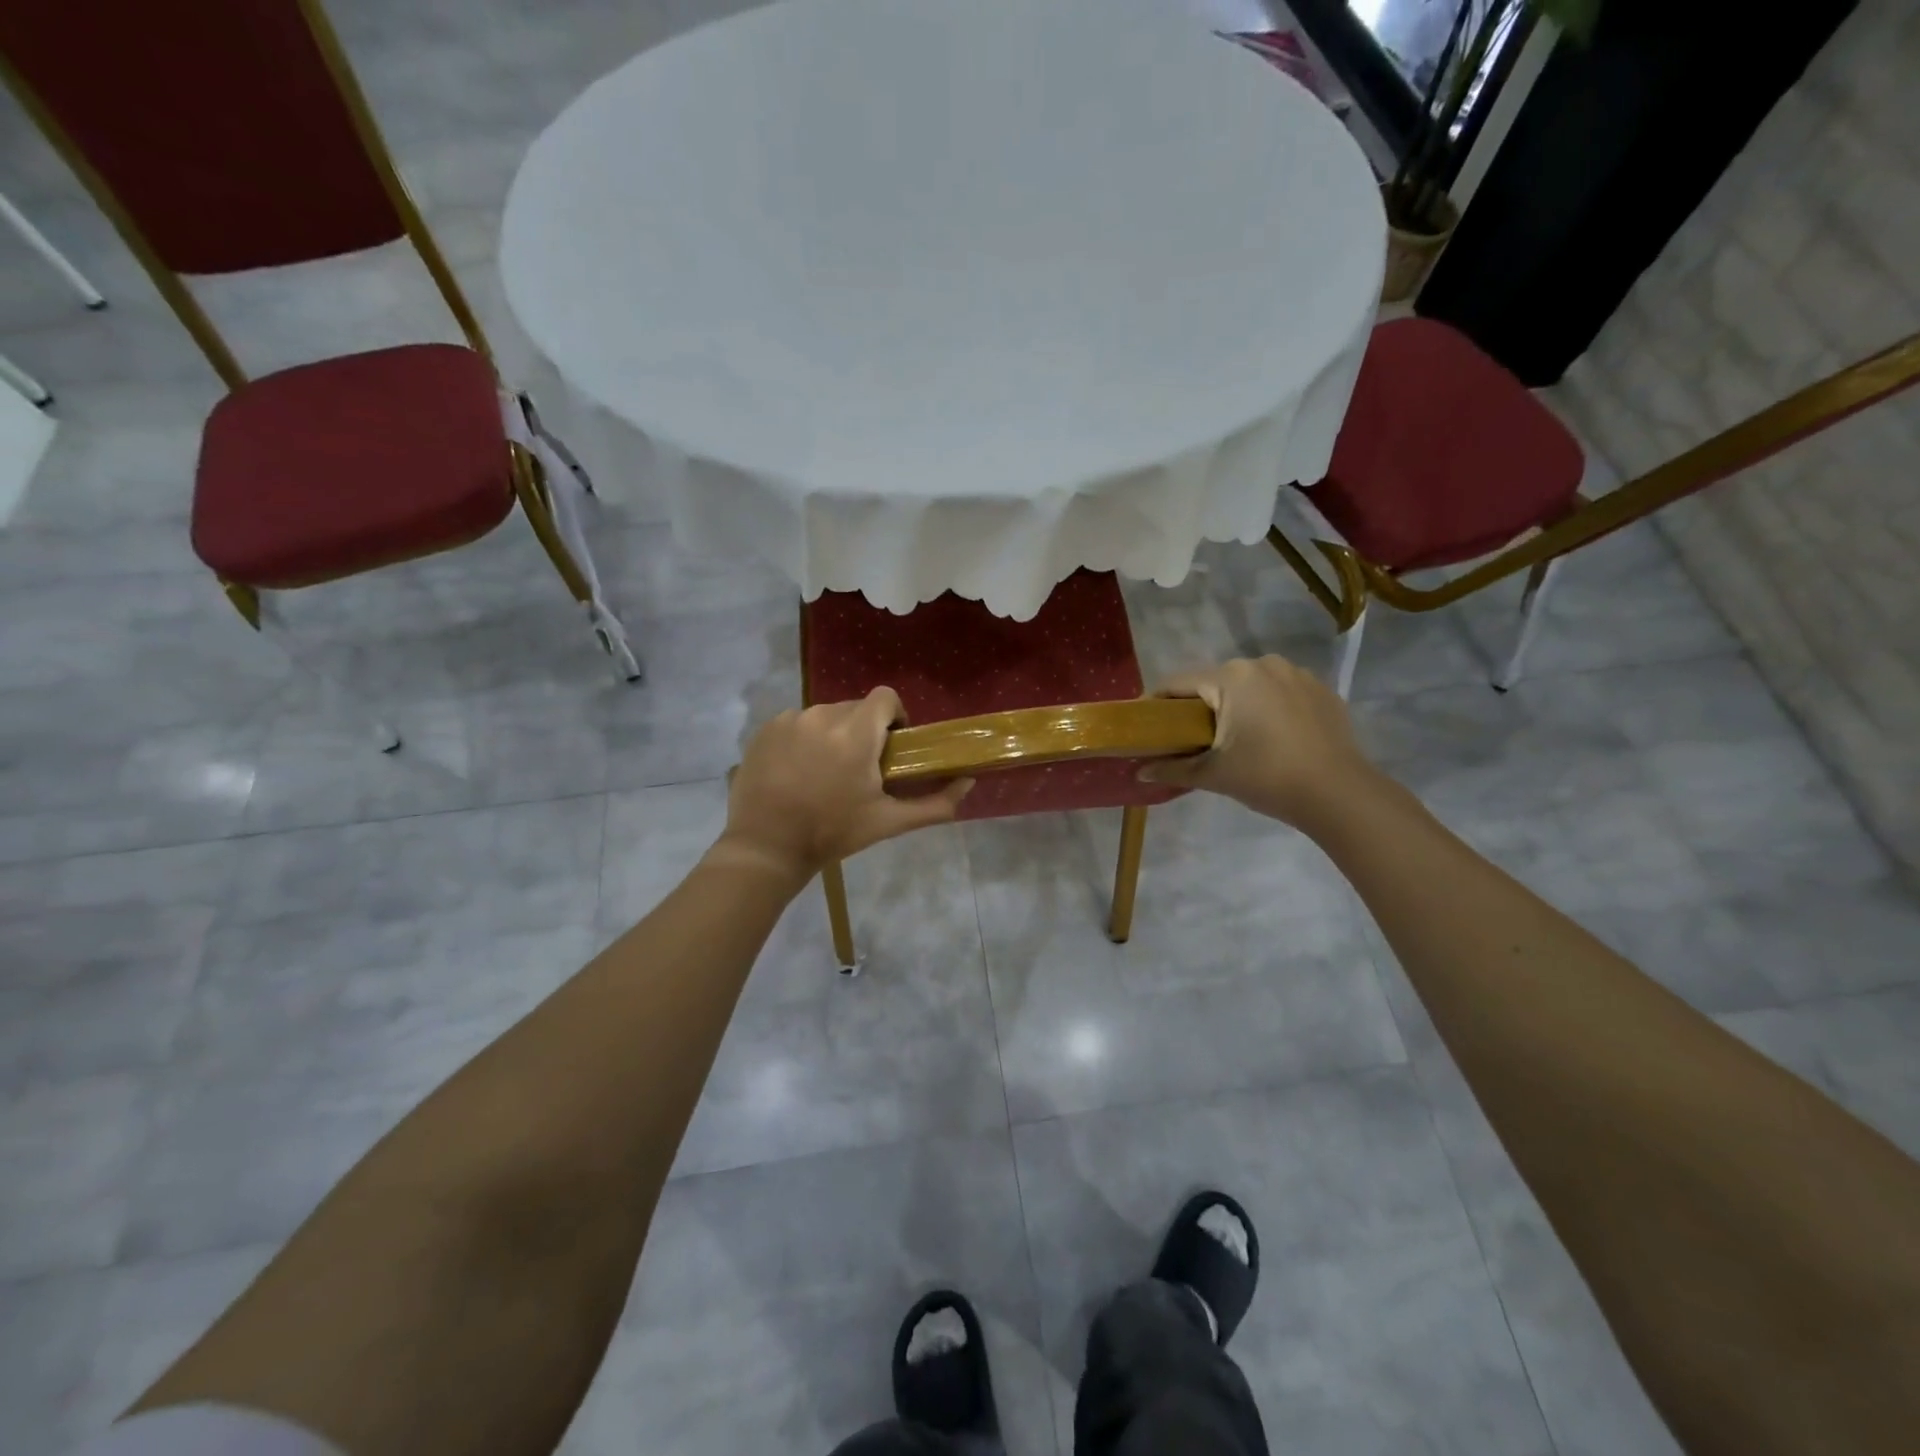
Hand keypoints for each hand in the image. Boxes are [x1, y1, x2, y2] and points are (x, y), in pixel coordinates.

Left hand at [716, 687, 972, 881]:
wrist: (767, 848)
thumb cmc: (833, 833)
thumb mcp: (889, 822)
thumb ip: (935, 803)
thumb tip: (968, 782)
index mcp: (856, 732)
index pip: (886, 697)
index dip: (895, 716)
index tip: (892, 745)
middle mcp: (822, 715)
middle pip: (856, 708)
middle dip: (864, 731)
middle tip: (861, 768)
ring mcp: (790, 720)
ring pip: (825, 715)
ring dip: (833, 735)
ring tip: (826, 772)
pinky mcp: (766, 729)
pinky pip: (797, 723)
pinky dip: (804, 740)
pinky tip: (798, 772)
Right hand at [1139, 656, 1381, 831]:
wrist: (1339, 794)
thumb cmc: (1267, 777)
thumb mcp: (1213, 775)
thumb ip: (1172, 769)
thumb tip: (1139, 772)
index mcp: (1231, 678)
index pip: (1178, 683)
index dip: (1156, 703)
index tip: (1146, 724)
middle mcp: (1263, 664)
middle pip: (1215, 682)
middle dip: (1199, 707)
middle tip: (1190, 740)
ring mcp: (1297, 674)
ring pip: (1250, 686)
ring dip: (1236, 707)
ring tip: (1235, 740)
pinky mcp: (1322, 690)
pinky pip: (1281, 693)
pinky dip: (1269, 710)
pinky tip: (1272, 739)